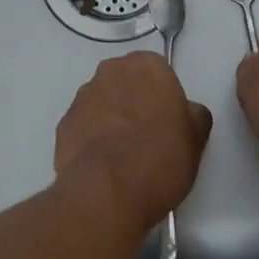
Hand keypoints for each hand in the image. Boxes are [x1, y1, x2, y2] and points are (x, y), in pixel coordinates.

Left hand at [54, 52, 213, 229]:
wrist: (106, 192)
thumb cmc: (159, 159)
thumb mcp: (195, 140)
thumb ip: (194, 116)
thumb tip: (188, 112)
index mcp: (147, 66)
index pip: (159, 73)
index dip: (164, 98)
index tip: (168, 123)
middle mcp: (111, 71)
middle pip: (127, 82)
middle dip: (135, 102)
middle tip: (147, 137)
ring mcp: (83, 96)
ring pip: (103, 102)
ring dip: (111, 118)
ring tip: (122, 156)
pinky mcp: (63, 123)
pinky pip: (84, 126)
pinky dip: (91, 139)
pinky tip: (102, 166)